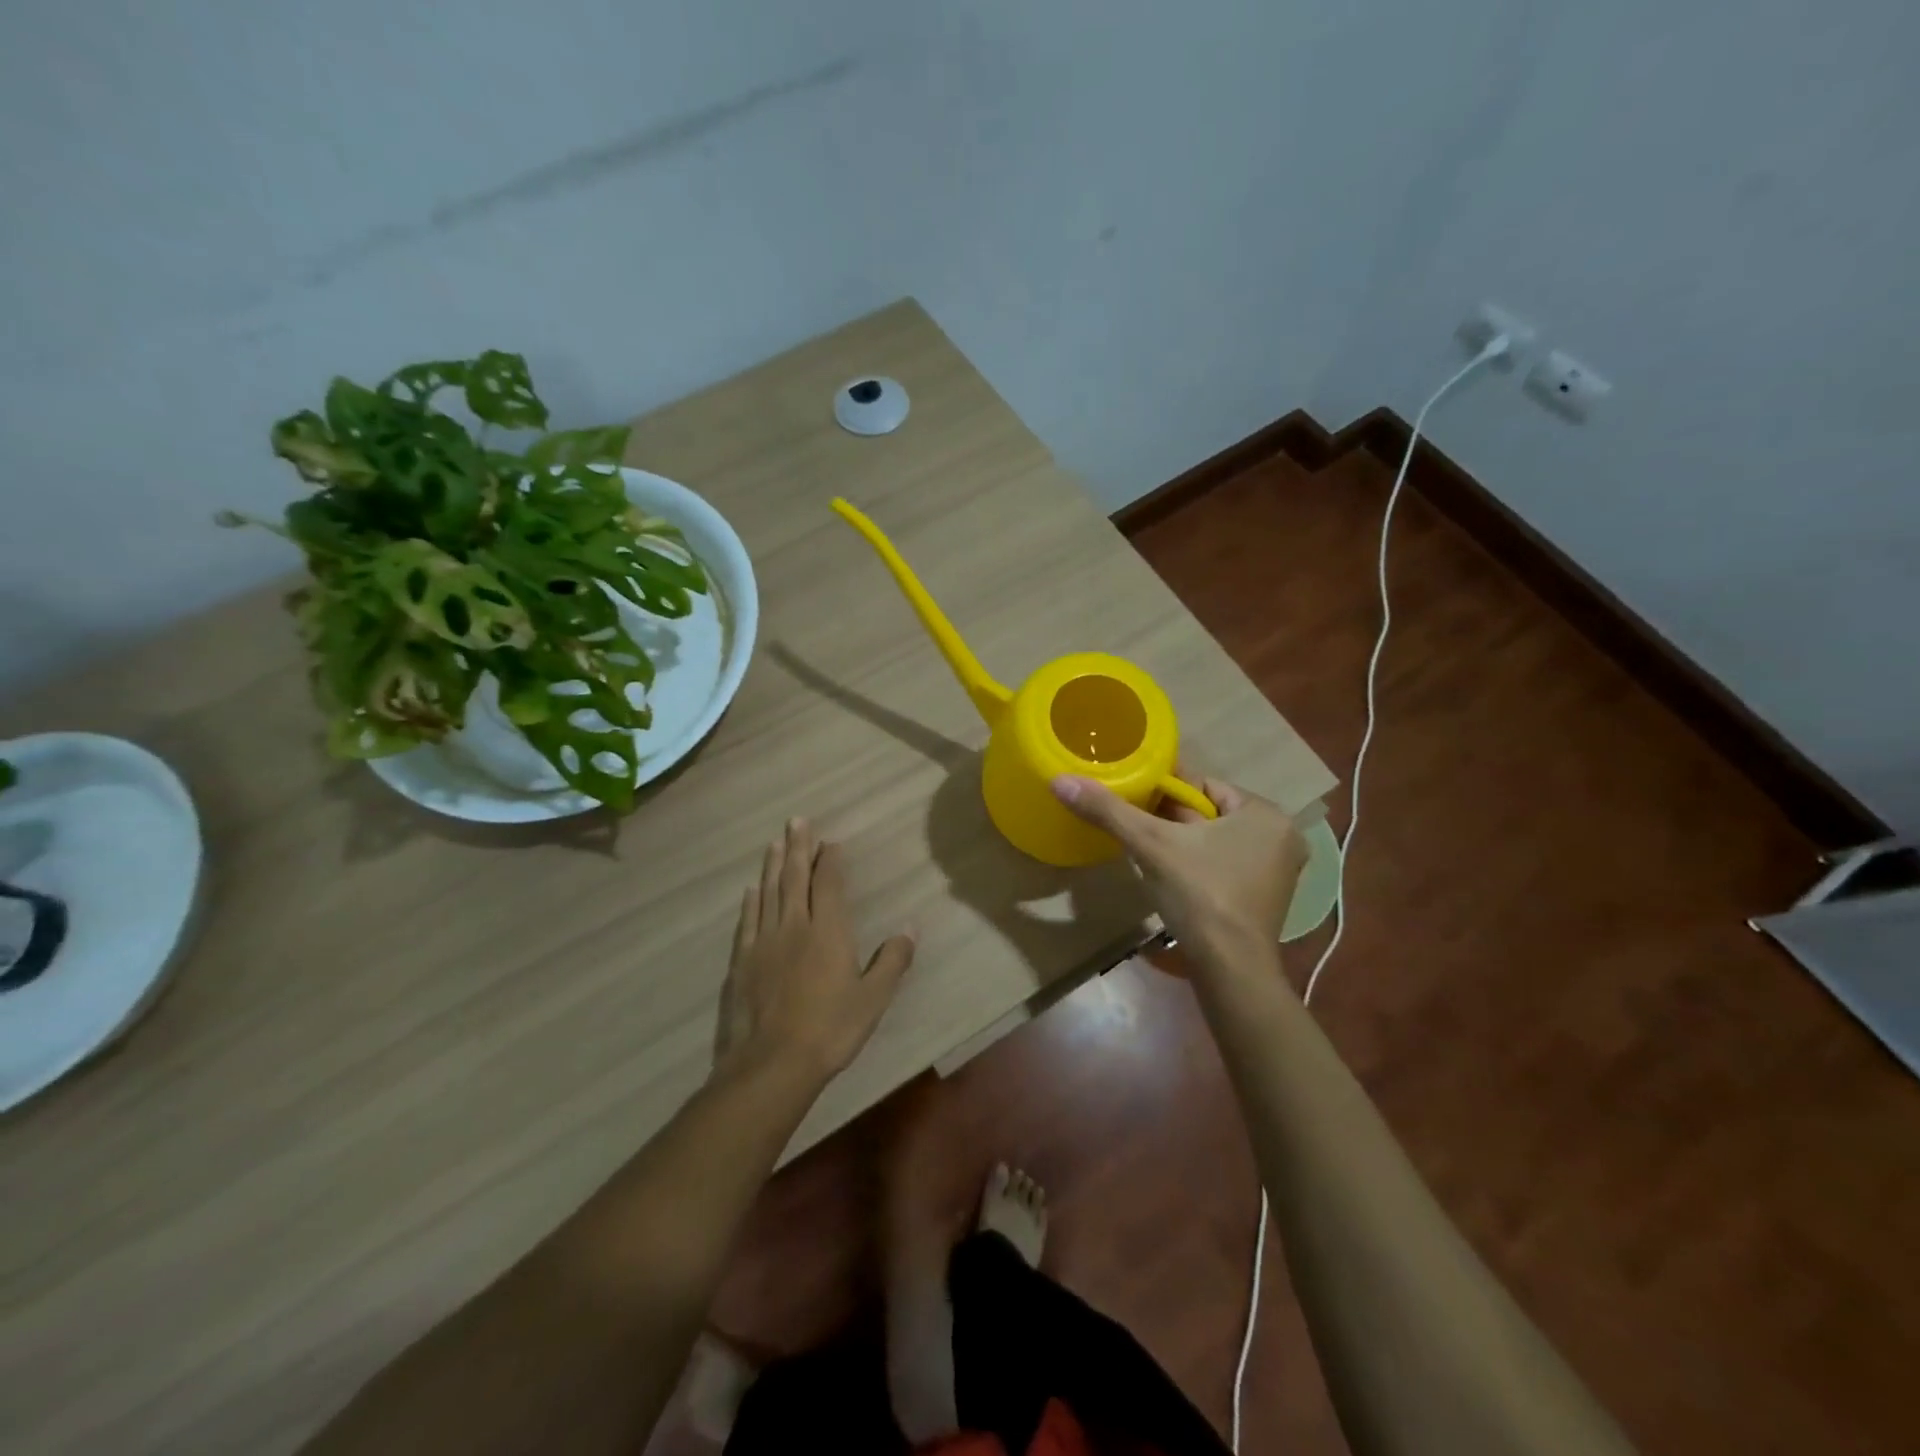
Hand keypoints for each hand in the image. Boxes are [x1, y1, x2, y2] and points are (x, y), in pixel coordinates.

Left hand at [715, 819, 915, 1083]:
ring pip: (769, 893)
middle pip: (795, 878)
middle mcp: (794, 926)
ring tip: (775, 843)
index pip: (829, 884)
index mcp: (828, 932)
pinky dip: (751, 902)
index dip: (830, 860)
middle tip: (796, 821)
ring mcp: (764, 942)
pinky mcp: (742, 962)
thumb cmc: (830, 1030)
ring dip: (773, 866)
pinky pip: (747, 921)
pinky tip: (751, 890)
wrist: (771, 1064)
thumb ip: (893, 961)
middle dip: (798, 848)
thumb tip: (911, 927)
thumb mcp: (873, 999)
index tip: (830, 841)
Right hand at [1052, 774, 1307, 950]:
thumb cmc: (1199, 895)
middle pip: (1208, 813)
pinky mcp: (1263, 898)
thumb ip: (1108, 810)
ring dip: (1180, 842)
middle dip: (1170, 818)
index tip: (1130, 794)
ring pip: (1214, 840)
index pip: (1203, 785)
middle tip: (1130, 821)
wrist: (1230, 970)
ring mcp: (1276, 870)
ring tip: (1142, 845)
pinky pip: (1222, 864)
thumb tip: (1060, 780)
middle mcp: (1280, 836)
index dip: (1163, 789)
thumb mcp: (1150, 845)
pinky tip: (1167, 873)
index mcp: (1264, 813)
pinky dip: (1196, 864)